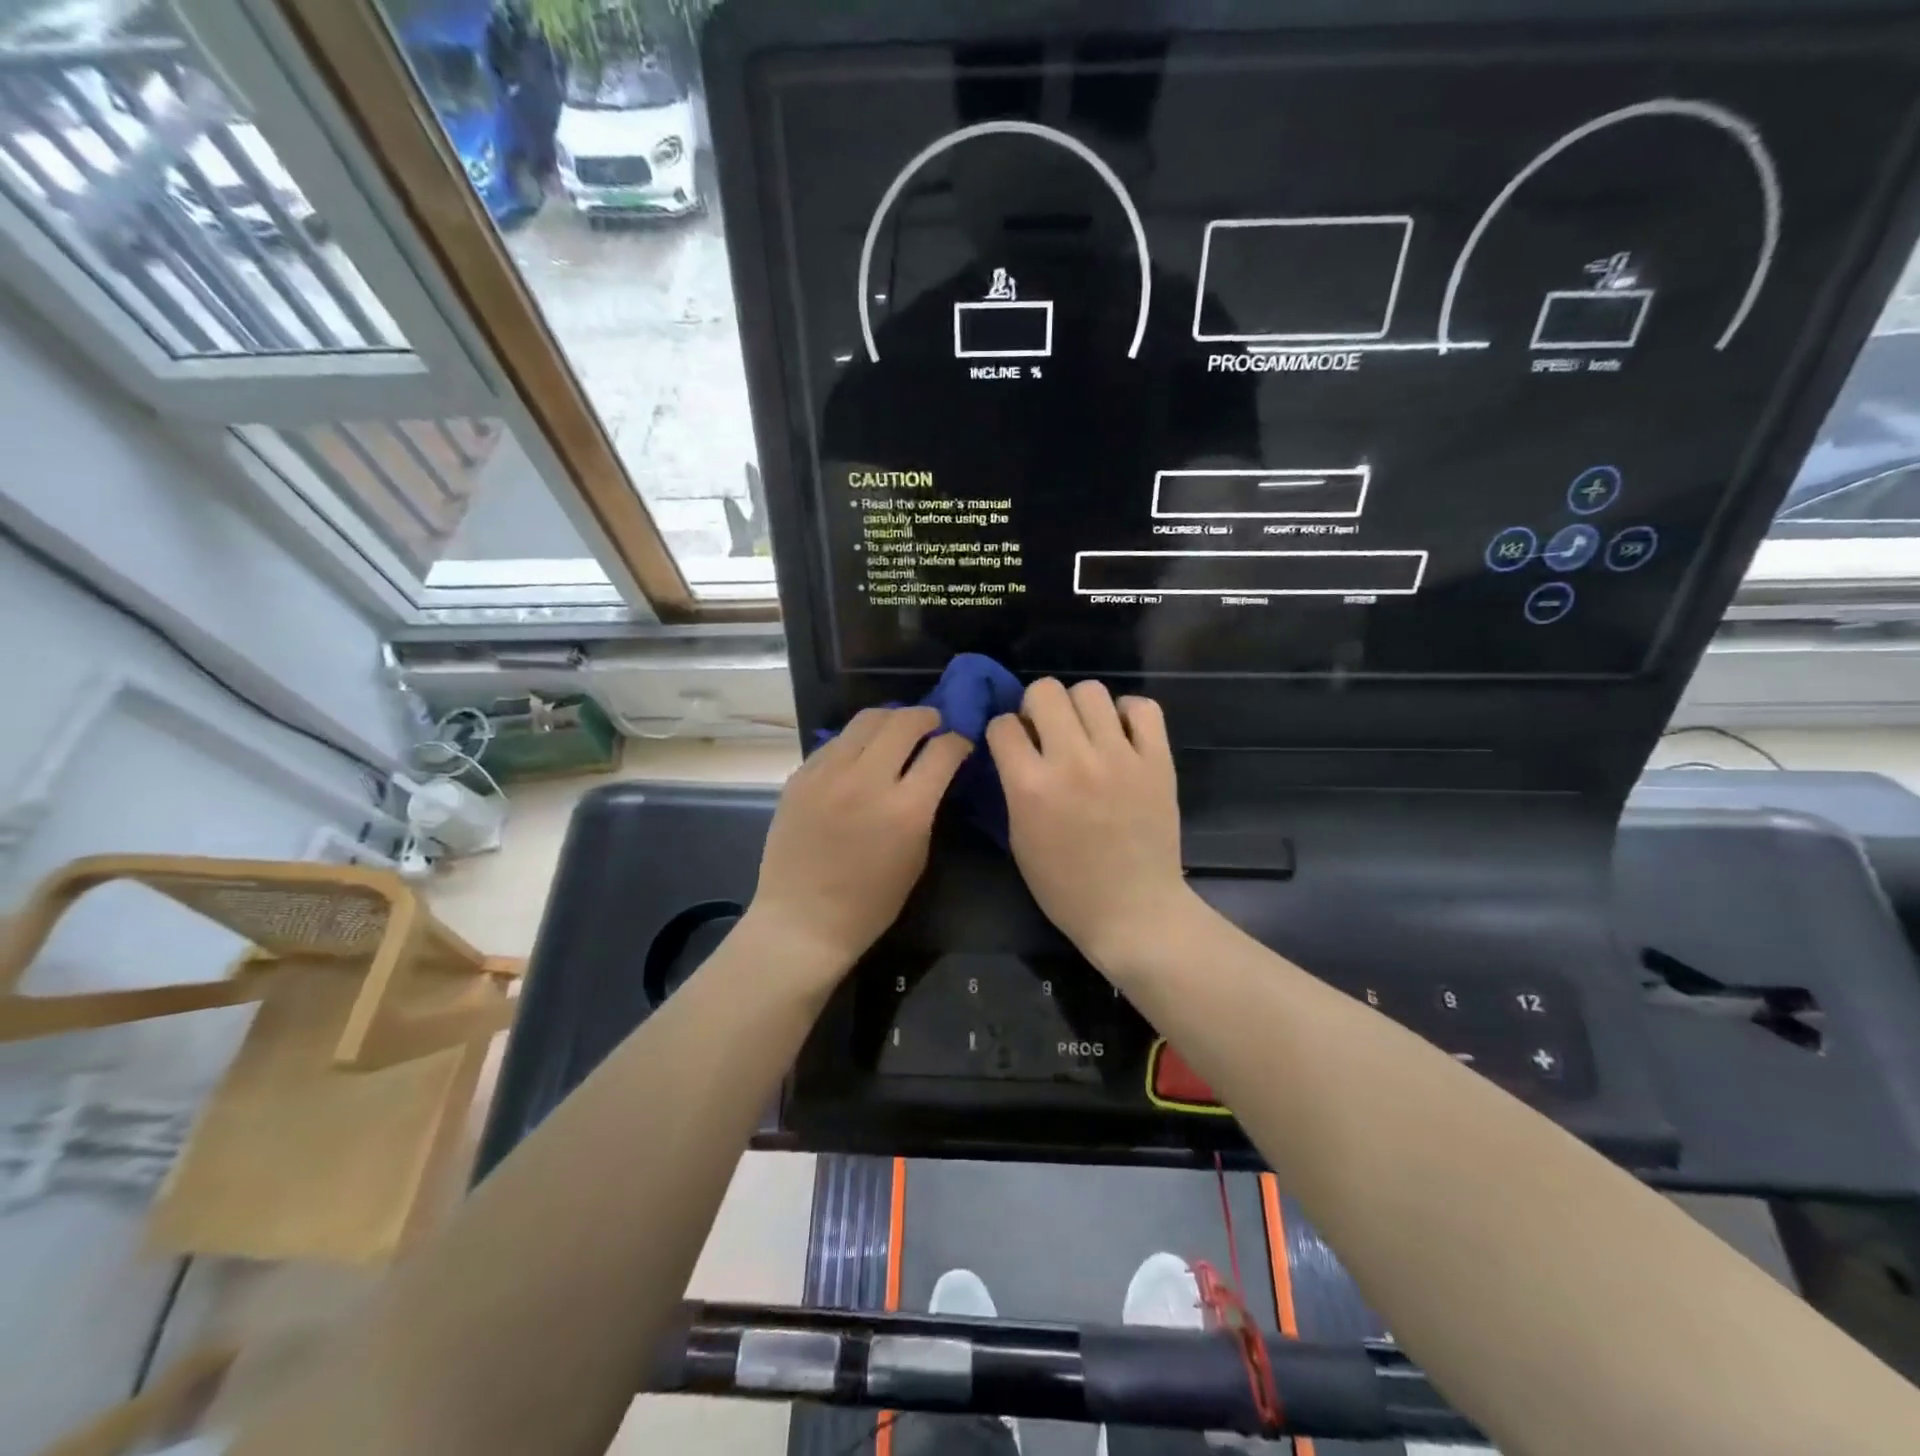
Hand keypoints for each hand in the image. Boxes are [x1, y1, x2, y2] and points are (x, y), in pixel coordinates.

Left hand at [747, 707, 970, 988]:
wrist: (803, 920)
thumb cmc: (870, 902)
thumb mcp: (916, 856)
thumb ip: (926, 806)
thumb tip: (933, 772)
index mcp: (905, 809)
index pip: (942, 750)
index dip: (958, 741)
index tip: (959, 743)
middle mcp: (866, 780)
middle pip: (903, 721)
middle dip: (926, 717)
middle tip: (933, 724)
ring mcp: (828, 774)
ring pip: (866, 720)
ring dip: (890, 719)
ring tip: (897, 731)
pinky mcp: (800, 776)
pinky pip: (835, 742)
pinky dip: (856, 741)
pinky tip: (860, 755)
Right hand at [986, 680, 1197, 977]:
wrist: (1133, 911)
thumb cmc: (1065, 886)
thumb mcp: (1019, 838)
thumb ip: (1014, 786)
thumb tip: (1018, 746)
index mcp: (1031, 786)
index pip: (1002, 724)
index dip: (1003, 731)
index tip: (1012, 743)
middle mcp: (1073, 761)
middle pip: (1045, 691)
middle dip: (1036, 705)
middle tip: (1046, 730)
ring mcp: (1120, 757)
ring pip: (1091, 690)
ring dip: (1079, 707)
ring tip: (1085, 731)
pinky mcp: (1157, 760)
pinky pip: (1142, 707)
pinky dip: (1127, 713)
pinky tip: (1120, 733)